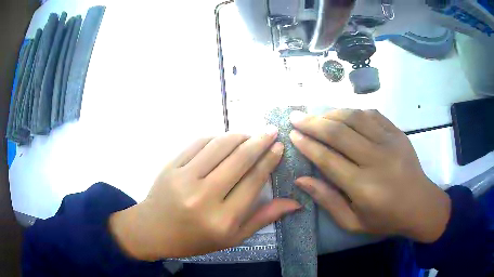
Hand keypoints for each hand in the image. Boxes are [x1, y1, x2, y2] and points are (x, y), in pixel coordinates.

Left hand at [109, 130, 300, 260]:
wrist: (154, 230)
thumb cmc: (195, 239)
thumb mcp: (232, 237)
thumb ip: (263, 218)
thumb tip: (295, 202)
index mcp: (223, 219)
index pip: (253, 181)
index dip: (269, 161)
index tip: (279, 147)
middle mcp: (204, 196)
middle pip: (239, 159)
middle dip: (260, 141)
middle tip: (272, 131)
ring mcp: (184, 178)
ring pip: (219, 146)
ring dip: (239, 135)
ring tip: (251, 134)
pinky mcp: (171, 166)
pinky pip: (198, 143)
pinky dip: (215, 137)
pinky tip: (224, 139)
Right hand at [289, 109, 450, 242]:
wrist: (420, 205)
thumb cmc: (385, 219)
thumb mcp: (353, 222)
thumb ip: (327, 201)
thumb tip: (301, 180)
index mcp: (363, 186)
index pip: (328, 159)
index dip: (307, 145)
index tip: (292, 134)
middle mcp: (376, 159)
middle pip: (339, 133)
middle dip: (313, 123)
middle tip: (295, 117)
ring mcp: (390, 142)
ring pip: (355, 118)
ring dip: (332, 113)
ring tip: (317, 115)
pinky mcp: (398, 133)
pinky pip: (372, 115)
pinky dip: (354, 112)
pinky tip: (345, 116)